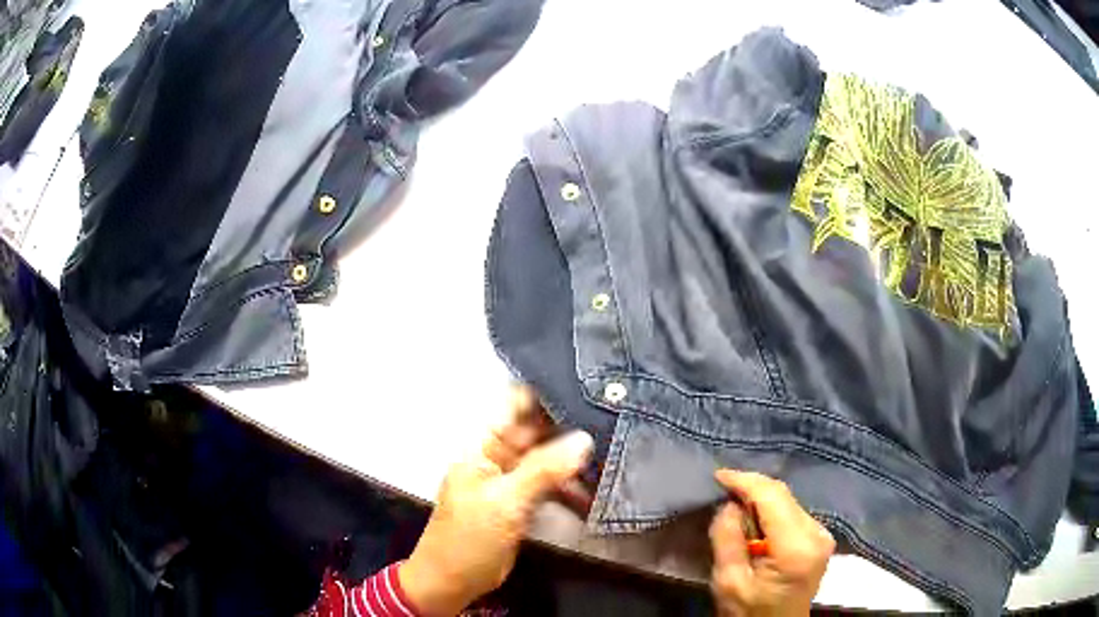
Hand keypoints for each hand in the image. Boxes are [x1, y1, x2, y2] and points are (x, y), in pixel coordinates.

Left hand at [400, 387, 593, 615]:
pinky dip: (570, 489)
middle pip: (537, 432)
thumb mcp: (505, 503)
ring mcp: (511, 480)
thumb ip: (544, 470)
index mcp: (482, 446)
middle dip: (570, 428)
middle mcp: (497, 456)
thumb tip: (585, 438)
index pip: (515, 407)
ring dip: (574, 462)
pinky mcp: (523, 502)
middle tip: (614, 420)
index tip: (588, 387)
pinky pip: (550, 486)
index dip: (546, 394)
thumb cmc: (469, 537)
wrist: (453, 581)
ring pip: (548, 460)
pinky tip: (596, 493)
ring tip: (615, 456)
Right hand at [709, 470, 834, 616]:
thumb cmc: (748, 613)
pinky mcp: (820, 538)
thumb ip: (728, 539)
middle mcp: (816, 533)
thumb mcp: (727, 582)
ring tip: (735, 509)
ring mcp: (822, 534)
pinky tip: (755, 523)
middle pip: (782, 495)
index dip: (745, 481)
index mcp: (796, 547)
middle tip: (723, 493)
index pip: (773, 497)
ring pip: (788, 501)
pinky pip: (792, 512)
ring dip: (761, 501)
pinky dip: (771, 512)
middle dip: (751, 490)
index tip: (718, 475)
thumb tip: (729, 504)